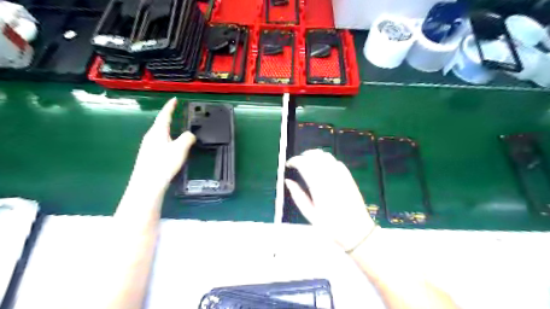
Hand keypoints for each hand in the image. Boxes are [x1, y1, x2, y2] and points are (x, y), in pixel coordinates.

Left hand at [131, 97, 196, 192]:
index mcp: (158, 132)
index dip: (170, 106)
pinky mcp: (148, 156)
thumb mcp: (180, 148)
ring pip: (159, 133)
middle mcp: (150, 137)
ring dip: (167, 129)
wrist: (147, 183)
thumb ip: (187, 138)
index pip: (164, 115)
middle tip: (176, 113)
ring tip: (175, 129)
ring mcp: (147, 146)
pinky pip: (159, 142)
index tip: (174, 99)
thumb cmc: (164, 163)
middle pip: (160, 123)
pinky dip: (167, 139)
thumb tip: (190, 135)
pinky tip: (170, 147)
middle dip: (168, 117)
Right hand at [284, 148, 377, 251]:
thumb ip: (298, 196)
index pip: (304, 164)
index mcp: (318, 187)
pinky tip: (323, 167)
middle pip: (314, 156)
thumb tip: (288, 181)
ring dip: (315, 155)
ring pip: (326, 156)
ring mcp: (341, 176)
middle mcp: (329, 177)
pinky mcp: (349, 177)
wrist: (356, 231)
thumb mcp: (310, 214)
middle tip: (297, 162)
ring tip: (308, 162)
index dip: (294, 160)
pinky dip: (327, 160)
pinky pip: (336, 162)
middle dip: (303, 155)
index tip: (289, 164)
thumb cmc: (331, 226)